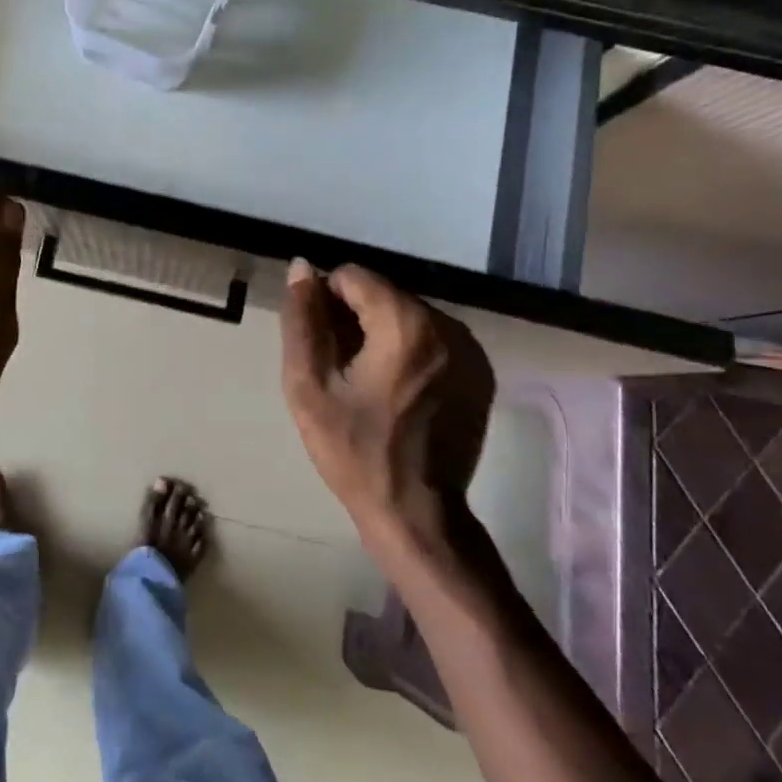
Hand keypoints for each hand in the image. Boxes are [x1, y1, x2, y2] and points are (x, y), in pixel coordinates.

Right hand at [278, 260, 495, 546]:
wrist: (418, 514)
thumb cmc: (355, 451)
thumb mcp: (309, 386)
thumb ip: (302, 320)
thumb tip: (302, 267)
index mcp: (405, 323)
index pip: (352, 276)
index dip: (325, 303)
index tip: (319, 345)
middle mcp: (446, 324)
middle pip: (382, 293)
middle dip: (354, 318)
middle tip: (339, 368)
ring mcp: (469, 348)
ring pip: (406, 314)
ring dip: (380, 333)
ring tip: (365, 381)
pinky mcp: (479, 371)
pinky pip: (431, 338)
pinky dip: (407, 351)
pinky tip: (395, 390)